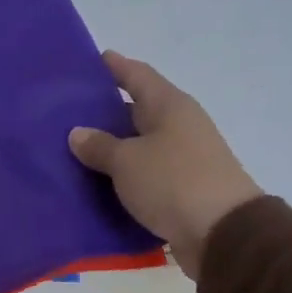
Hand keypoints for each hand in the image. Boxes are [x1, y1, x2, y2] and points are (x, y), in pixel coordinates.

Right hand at [69, 51, 261, 279]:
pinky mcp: (181, 190)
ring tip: (75, 149)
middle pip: (138, 110)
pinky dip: (122, 176)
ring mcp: (183, 159)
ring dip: (112, 147)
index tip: (92, 59)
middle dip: (106, 110)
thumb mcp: (127, 161)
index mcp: (169, 106)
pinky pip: (144, 175)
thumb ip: (99, 146)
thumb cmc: (173, 182)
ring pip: (139, 145)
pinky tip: (96, 182)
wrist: (222, 233)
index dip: (115, 67)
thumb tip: (78, 132)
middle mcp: (179, 126)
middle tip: (69, 111)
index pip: (137, 75)